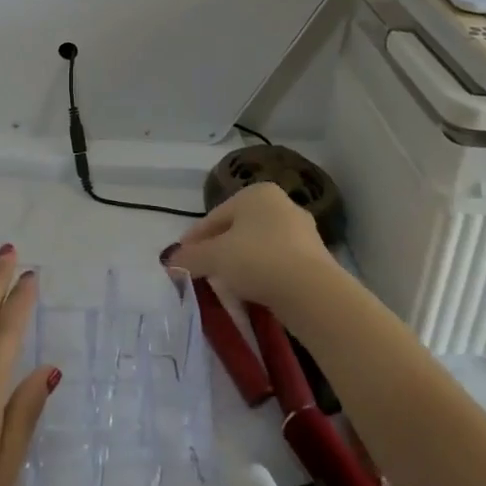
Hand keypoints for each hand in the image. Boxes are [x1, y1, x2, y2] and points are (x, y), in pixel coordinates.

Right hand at [163, 183, 336, 310]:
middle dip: (218, 251)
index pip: (215, 216)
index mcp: (256, 193)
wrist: (312, 292)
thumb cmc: (258, 260)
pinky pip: (277, 264)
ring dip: (240, 264)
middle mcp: (281, 204)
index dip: (195, 238)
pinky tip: (251, 293)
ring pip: (258, 247)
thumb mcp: (215, 257)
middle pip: (238, 230)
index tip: (181, 258)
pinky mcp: (315, 258)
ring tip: (225, 286)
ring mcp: (302, 231)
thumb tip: (170, 261)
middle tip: (202, 271)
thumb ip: (190, 257)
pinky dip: (261, 275)